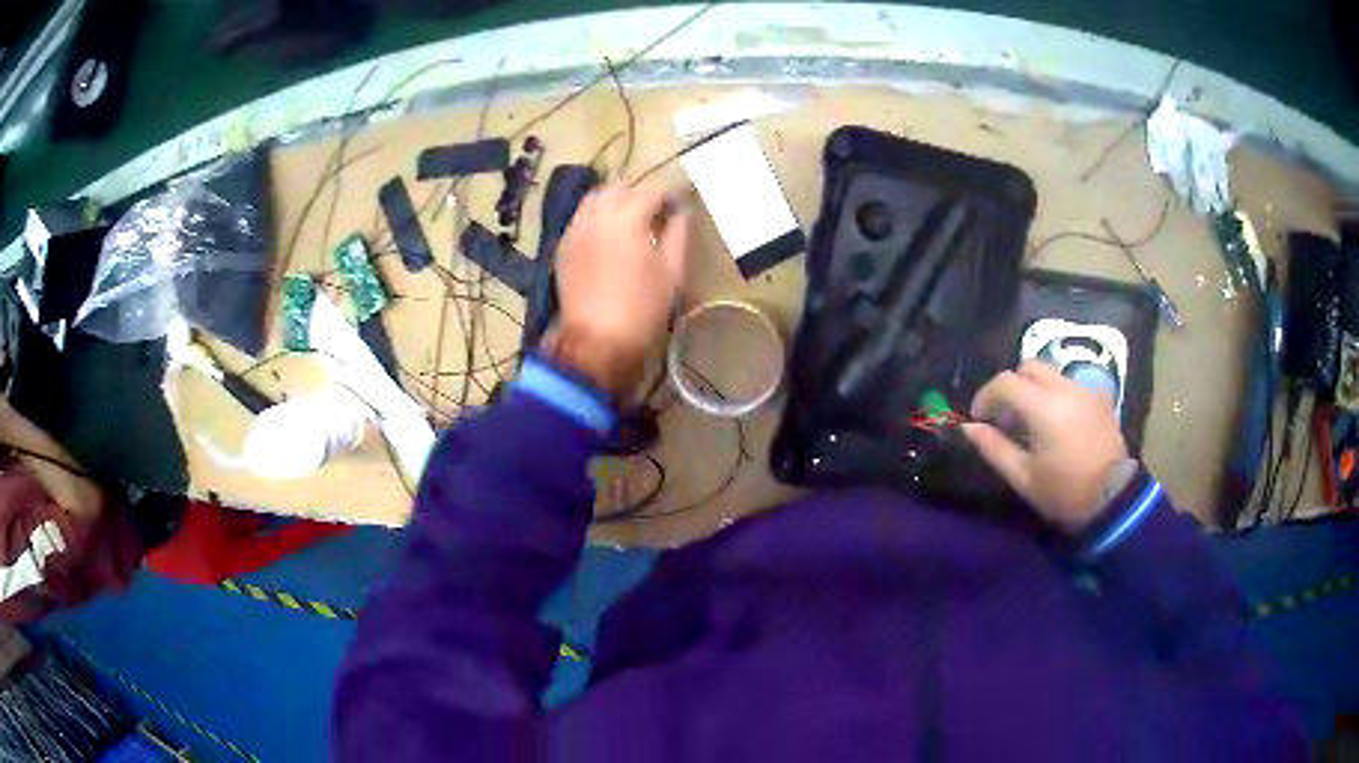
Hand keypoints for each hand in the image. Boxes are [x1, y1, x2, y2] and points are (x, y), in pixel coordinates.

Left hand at [550, 182, 688, 394]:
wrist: (596, 341)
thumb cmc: (641, 308)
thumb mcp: (672, 271)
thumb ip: (678, 234)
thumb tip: (680, 213)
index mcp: (628, 215)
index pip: (653, 189)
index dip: (670, 196)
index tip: (680, 210)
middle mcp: (597, 213)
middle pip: (620, 187)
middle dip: (639, 194)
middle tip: (656, 215)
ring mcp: (576, 228)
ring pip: (596, 199)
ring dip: (615, 202)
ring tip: (631, 223)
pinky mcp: (564, 246)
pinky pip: (582, 218)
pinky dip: (597, 218)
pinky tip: (608, 237)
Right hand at [961, 362, 1129, 532]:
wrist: (1112, 499)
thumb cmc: (1063, 491)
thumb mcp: (1022, 476)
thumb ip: (993, 447)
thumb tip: (969, 427)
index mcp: (1043, 407)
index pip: (1005, 382)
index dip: (986, 396)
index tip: (979, 417)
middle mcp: (1065, 388)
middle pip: (1029, 367)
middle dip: (1012, 386)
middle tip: (1006, 416)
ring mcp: (1086, 390)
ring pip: (1051, 374)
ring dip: (1034, 389)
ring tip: (1032, 422)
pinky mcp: (1100, 398)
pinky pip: (1071, 385)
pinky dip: (1057, 396)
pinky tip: (1058, 424)